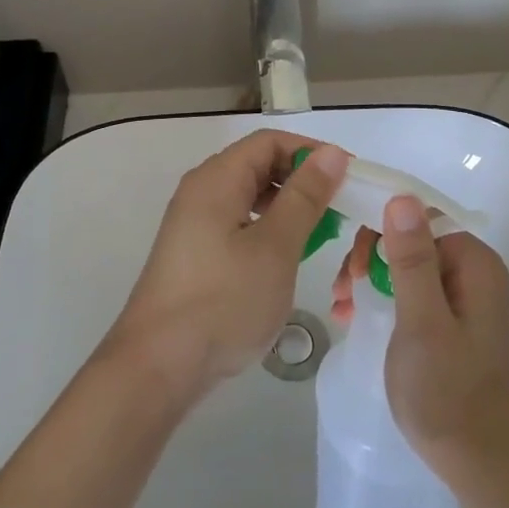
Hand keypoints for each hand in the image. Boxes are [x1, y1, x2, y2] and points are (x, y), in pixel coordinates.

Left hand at [104, 133, 349, 403]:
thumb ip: (305, 197)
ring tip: (321, 233)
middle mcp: (201, 192)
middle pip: (258, 165)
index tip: (349, 178)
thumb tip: (331, 153)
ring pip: (249, 197)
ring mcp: (194, 223)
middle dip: (302, 180)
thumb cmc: (223, 301)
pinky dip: (268, 229)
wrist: (159, 365)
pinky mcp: (195, 253)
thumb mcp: (275, 247)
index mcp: (216, 179)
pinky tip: (287, 256)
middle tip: (340, 209)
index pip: (269, 142)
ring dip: (288, 207)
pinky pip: (238, 223)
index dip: (311, 152)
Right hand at [331, 197, 508, 486]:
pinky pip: (412, 290)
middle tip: (342, 289)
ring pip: (407, 264)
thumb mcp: (422, 321)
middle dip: (372, 257)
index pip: (421, 218)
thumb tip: (402, 197)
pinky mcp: (451, 320)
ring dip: (371, 277)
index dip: (381, 230)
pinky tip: (354, 315)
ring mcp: (463, 297)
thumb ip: (412, 259)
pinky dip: (383, 297)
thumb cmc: (446, 390)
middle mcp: (474, 272)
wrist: (475, 460)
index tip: (354, 264)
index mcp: (475, 264)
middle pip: (412, 238)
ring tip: (341, 306)